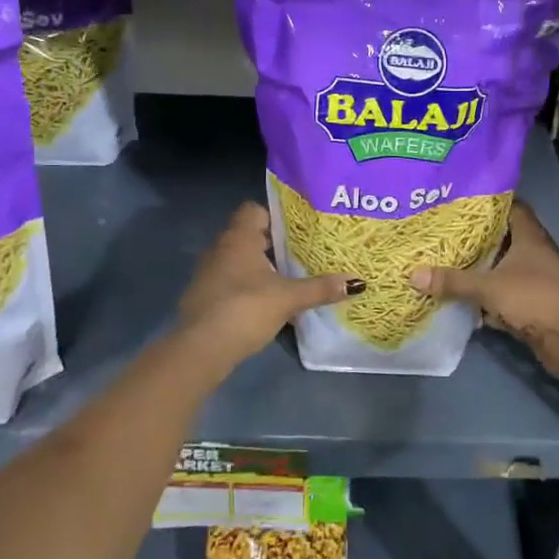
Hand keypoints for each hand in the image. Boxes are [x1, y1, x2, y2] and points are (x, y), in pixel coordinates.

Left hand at [177, 202, 360, 367]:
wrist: (201, 348)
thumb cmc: (245, 309)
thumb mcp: (289, 298)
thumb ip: (321, 288)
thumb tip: (357, 282)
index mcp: (239, 238)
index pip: (254, 210)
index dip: (275, 216)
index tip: (297, 230)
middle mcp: (220, 248)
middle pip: (248, 235)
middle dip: (272, 244)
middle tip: (301, 253)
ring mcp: (207, 272)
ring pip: (238, 259)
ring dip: (258, 267)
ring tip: (287, 278)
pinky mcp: (203, 296)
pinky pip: (229, 281)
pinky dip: (245, 286)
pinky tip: (264, 302)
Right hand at [409, 202, 558, 382]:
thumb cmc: (533, 299)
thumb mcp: (488, 287)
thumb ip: (452, 280)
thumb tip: (413, 274)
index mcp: (530, 236)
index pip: (511, 207)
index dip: (489, 202)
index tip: (462, 201)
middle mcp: (536, 252)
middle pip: (505, 236)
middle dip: (479, 235)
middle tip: (447, 230)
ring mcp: (537, 278)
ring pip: (505, 265)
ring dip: (484, 265)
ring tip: (451, 258)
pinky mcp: (534, 301)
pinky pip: (506, 290)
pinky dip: (489, 292)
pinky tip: (466, 294)